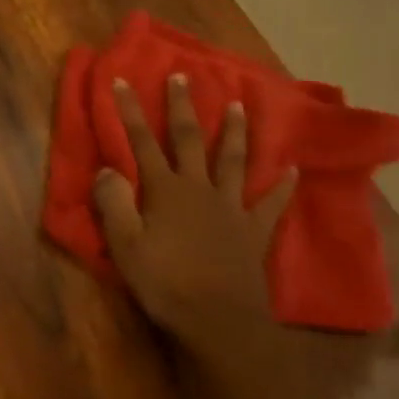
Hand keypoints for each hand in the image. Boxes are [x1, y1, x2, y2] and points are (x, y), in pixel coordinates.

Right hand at [94, 74, 294, 357]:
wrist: (220, 322)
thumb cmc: (166, 284)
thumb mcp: (125, 246)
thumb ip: (113, 203)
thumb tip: (106, 168)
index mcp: (166, 190)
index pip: (142, 142)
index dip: (130, 111)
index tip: (121, 80)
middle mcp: (199, 188)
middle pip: (189, 140)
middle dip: (183, 106)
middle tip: (182, 76)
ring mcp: (231, 208)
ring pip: (232, 161)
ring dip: (235, 132)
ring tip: (239, 105)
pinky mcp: (254, 231)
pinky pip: (271, 203)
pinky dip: (281, 186)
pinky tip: (292, 170)